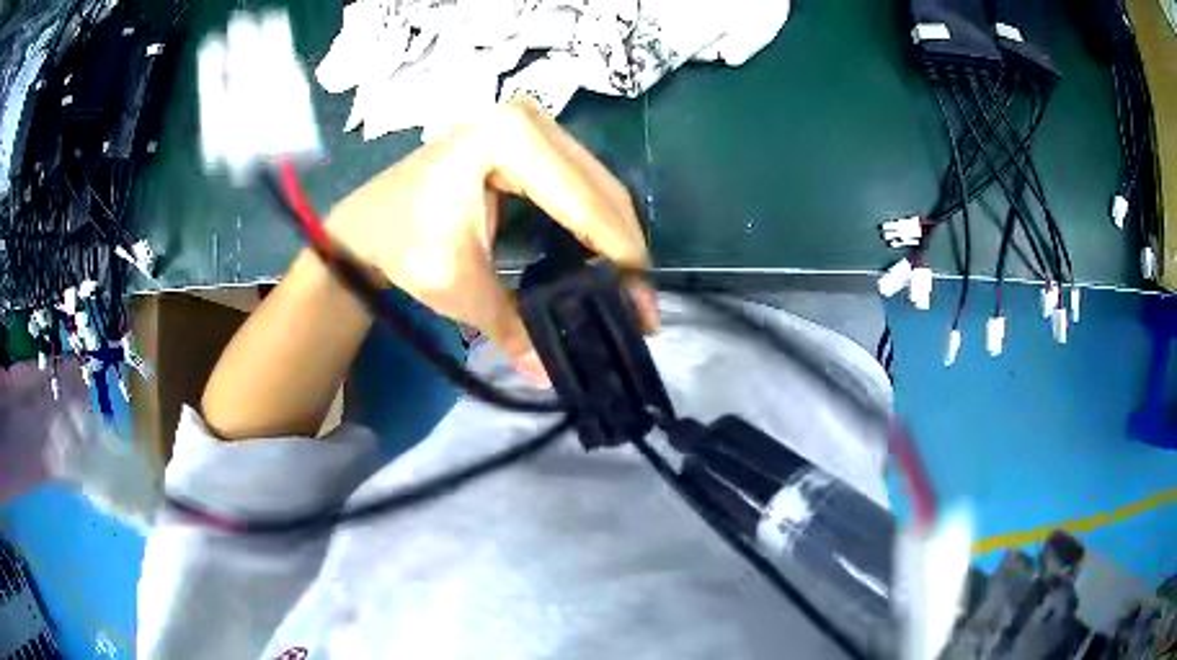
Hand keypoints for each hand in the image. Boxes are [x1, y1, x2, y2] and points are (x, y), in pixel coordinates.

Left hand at [326, 102, 657, 382]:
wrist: (367, 222)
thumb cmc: (400, 243)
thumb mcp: (456, 287)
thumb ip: (511, 326)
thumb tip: (551, 375)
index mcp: (511, 141)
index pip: (585, 203)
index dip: (621, 259)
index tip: (644, 311)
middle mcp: (530, 120)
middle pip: (602, 189)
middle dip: (627, 250)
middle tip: (643, 306)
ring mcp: (531, 124)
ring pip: (597, 184)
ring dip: (616, 236)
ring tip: (629, 287)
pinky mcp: (528, 139)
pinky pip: (579, 181)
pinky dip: (595, 220)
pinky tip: (603, 257)